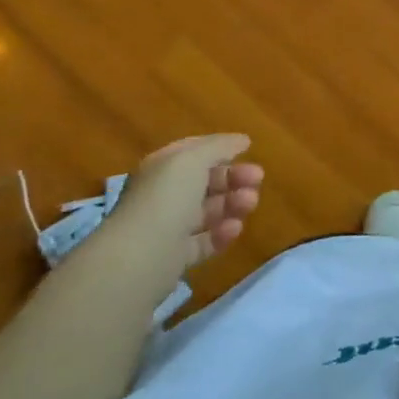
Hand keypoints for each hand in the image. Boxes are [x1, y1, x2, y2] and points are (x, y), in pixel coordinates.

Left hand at [116, 133, 263, 270]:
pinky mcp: (175, 257)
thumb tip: (241, 140)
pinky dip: (222, 234)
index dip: (221, 148)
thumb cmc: (166, 198)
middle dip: (233, 178)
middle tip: (257, 180)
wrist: (140, 257)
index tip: (249, 150)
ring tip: (249, 204)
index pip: (194, 151)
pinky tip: (235, 229)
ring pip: (207, 211)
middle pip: (204, 181)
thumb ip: (219, 146)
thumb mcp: (193, 159)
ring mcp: (168, 227)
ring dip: (232, 204)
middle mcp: (163, 194)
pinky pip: (204, 241)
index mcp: (162, 167)